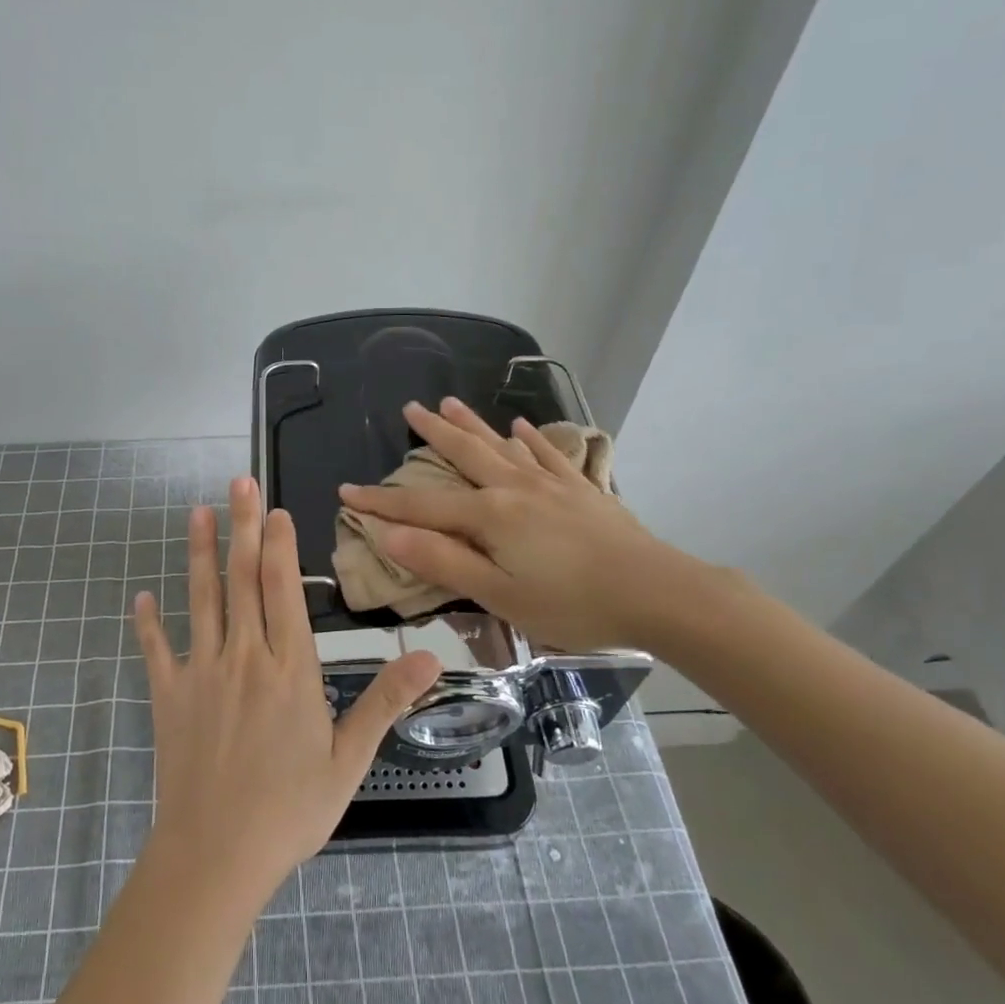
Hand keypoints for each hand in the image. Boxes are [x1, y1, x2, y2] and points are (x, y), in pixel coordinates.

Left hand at [132, 477, 440, 898]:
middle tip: (237, 483)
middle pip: (242, 579)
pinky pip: (156, 649)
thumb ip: (385, 702)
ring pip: (201, 599)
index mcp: (289, 668)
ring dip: (198, 553)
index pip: (283, 590)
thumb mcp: (349, 760)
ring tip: (197, 514)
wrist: (215, 855)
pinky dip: (148, 622)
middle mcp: (244, 656)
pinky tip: (141, 596)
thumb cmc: (289, 811)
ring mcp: (201, 672)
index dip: (279, 545)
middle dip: (242, 527)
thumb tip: (431, 657)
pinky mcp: (168, 695)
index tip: (275, 509)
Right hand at [337, 398, 725, 652]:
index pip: (420, 507)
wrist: (657, 592)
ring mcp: (551, 484)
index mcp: (489, 516)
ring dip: (472, 424)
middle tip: (409, 409)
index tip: (346, 491)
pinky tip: (522, 427)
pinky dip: (532, 439)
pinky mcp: (581, 489)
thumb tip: (388, 535)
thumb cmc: (572, 603)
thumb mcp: (499, 593)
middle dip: (432, 433)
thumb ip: (443, 561)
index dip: (381, 502)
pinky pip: (549, 454)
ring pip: (501, 446)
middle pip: (463, 454)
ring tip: (450, 400)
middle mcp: (514, 488)